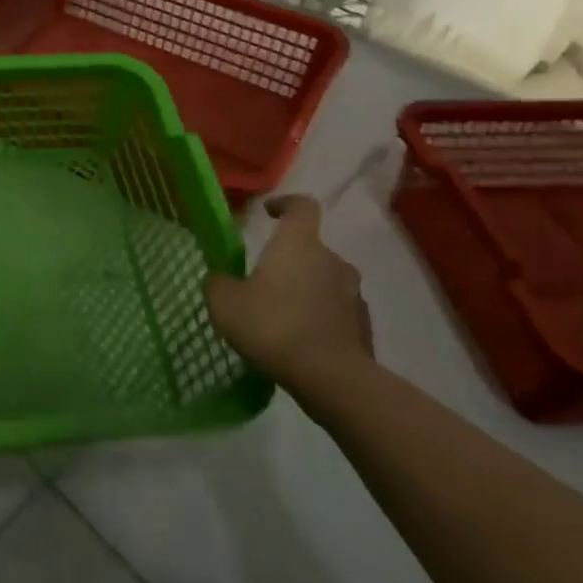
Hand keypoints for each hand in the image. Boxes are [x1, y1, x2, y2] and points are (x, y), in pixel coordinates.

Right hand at [206, 195, 372, 390]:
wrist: (332, 379)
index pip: (302, 206)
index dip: (286, 204)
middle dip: (288, 261)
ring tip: (281, 318)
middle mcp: (332, 260)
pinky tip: (300, 341)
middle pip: (310, 249)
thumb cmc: (274, 327)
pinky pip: (336, 311)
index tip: (269, 213)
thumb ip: (219, 283)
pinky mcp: (363, 325)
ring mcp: (353, 293)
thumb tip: (221, 278)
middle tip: (262, 283)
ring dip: (305, 291)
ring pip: (324, 281)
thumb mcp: (225, 304)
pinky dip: (319, 318)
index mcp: (299, 245)